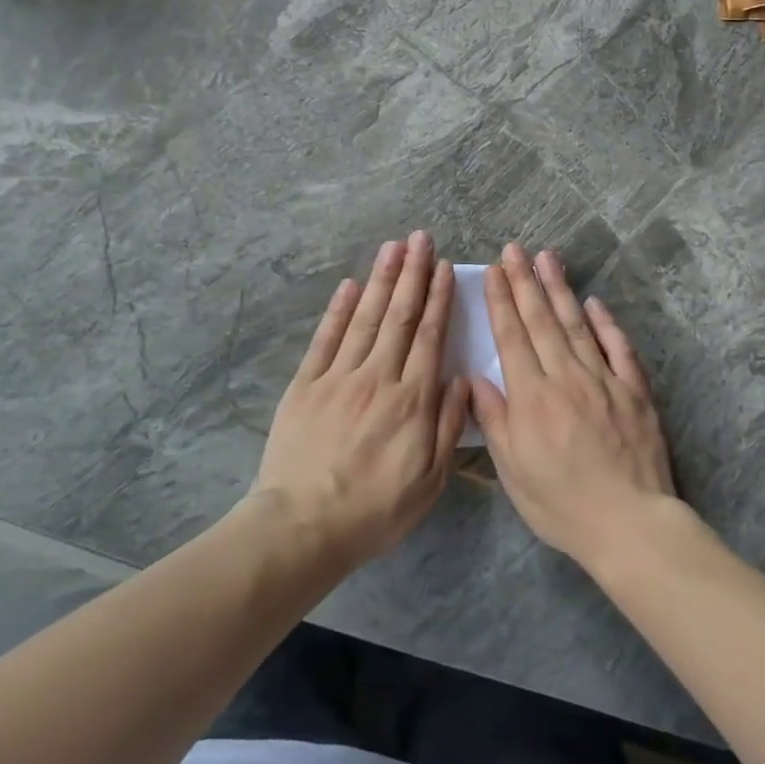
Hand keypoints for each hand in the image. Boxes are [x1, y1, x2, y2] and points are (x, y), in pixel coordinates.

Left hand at [253, 231, 469, 564]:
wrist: (303, 526)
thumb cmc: (374, 509)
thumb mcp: (429, 480)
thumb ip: (447, 425)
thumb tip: (461, 379)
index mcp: (412, 400)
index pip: (429, 337)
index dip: (438, 299)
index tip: (443, 267)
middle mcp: (378, 377)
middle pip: (399, 317)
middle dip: (412, 274)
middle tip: (420, 238)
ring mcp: (338, 377)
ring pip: (365, 318)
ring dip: (381, 280)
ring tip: (393, 247)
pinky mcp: (306, 384)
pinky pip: (326, 338)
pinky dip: (339, 309)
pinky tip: (350, 284)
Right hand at [470, 242, 677, 568]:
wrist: (629, 523)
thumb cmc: (561, 503)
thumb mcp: (513, 470)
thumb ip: (494, 420)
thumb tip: (475, 378)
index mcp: (532, 397)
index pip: (512, 337)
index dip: (501, 301)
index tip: (493, 271)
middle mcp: (566, 377)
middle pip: (541, 320)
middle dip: (525, 281)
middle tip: (514, 249)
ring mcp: (604, 380)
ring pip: (577, 324)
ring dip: (560, 289)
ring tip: (548, 258)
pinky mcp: (634, 390)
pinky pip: (619, 348)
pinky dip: (606, 323)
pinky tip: (594, 302)